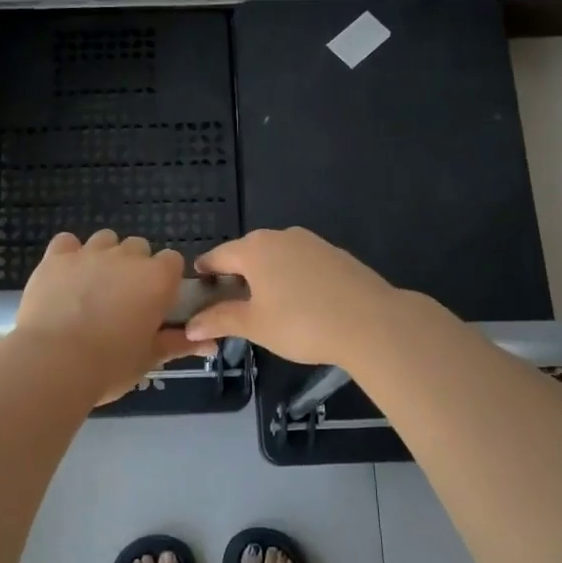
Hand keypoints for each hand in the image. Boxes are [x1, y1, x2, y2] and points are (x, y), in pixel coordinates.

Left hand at [14, 231, 204, 403]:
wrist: (53, 363)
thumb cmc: (110, 366)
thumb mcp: (149, 358)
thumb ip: (178, 344)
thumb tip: (211, 345)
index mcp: (157, 279)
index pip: (173, 260)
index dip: (165, 279)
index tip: (156, 302)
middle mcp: (127, 256)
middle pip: (139, 247)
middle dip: (135, 266)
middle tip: (124, 300)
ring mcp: (89, 253)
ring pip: (105, 240)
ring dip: (105, 257)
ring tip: (93, 287)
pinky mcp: (56, 257)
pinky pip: (67, 242)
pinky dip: (69, 254)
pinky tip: (65, 276)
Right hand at [184, 227, 404, 364]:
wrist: (371, 322)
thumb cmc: (302, 323)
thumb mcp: (255, 325)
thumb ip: (220, 320)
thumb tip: (190, 326)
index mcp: (254, 249)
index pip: (218, 256)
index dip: (205, 274)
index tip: (199, 290)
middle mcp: (280, 236)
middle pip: (247, 253)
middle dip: (236, 276)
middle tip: (230, 304)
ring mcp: (312, 242)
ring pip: (277, 257)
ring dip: (266, 276)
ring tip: (266, 306)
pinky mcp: (335, 254)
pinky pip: (301, 263)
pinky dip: (292, 278)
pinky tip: (300, 302)